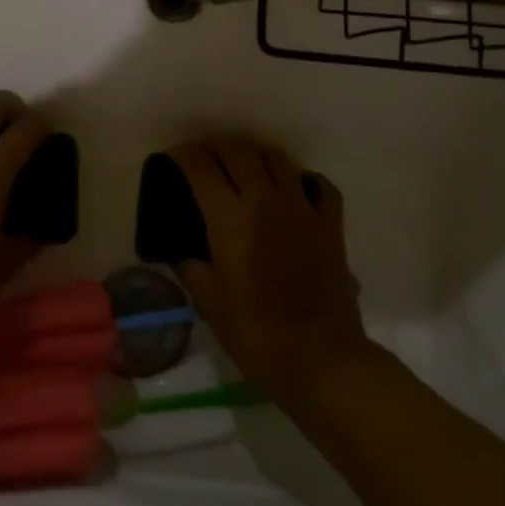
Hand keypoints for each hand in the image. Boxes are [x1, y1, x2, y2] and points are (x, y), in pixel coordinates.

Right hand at [170, 140, 369, 400]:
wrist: (321, 358)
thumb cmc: (257, 334)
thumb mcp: (210, 303)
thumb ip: (189, 266)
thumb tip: (177, 248)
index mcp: (231, 219)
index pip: (201, 167)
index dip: (183, 156)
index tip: (173, 158)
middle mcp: (266, 200)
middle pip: (238, 151)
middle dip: (216, 147)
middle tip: (204, 159)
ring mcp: (303, 208)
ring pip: (277, 158)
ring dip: (254, 156)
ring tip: (244, 167)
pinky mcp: (330, 224)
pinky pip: (318, 184)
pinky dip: (302, 179)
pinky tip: (293, 189)